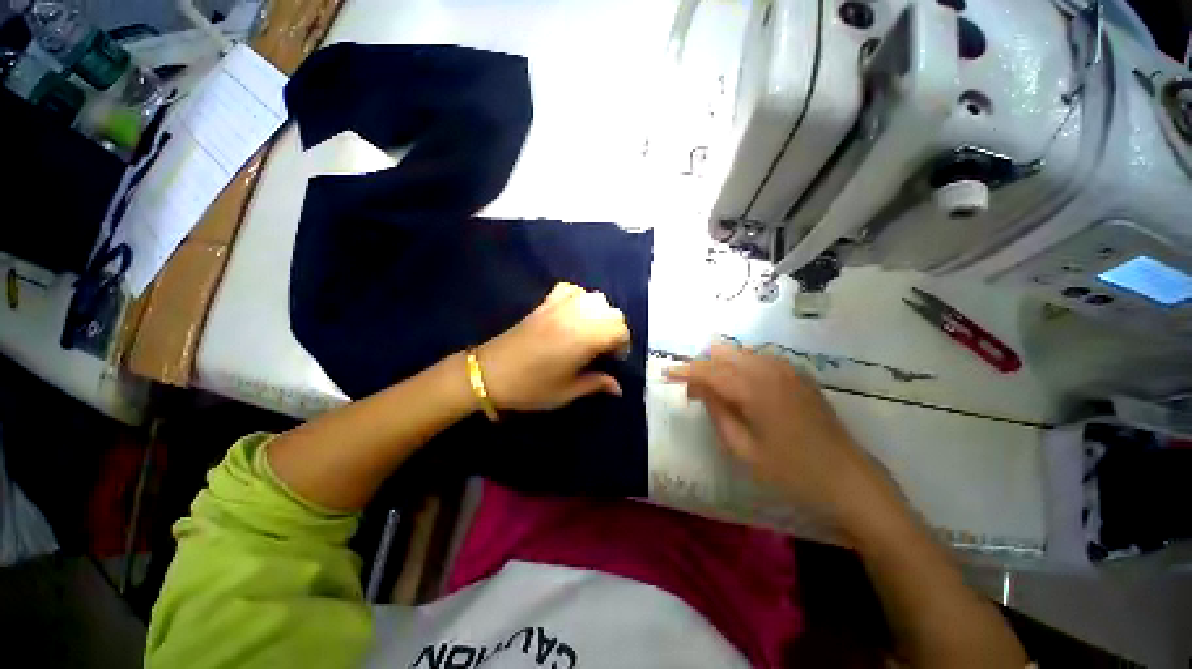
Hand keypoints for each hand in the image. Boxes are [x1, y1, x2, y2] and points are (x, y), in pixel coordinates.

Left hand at [477, 282, 630, 411]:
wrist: (489, 373)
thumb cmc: (531, 387)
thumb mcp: (567, 391)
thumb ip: (597, 384)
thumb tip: (618, 388)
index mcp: (586, 338)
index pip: (620, 329)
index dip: (623, 345)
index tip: (614, 360)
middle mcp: (577, 316)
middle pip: (611, 311)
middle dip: (614, 329)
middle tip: (604, 348)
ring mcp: (560, 306)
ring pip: (594, 297)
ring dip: (600, 313)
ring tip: (591, 331)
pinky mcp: (545, 303)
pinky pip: (570, 290)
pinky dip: (578, 298)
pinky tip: (573, 314)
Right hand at [665, 344, 894, 529]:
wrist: (848, 479)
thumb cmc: (791, 472)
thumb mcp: (743, 449)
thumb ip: (717, 412)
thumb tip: (699, 387)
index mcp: (753, 389)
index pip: (708, 369)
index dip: (684, 370)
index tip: (666, 373)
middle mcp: (769, 369)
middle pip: (723, 351)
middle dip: (703, 366)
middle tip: (695, 392)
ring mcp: (787, 369)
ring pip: (741, 352)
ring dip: (722, 365)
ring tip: (717, 392)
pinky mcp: (798, 374)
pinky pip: (760, 359)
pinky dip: (742, 367)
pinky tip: (744, 390)